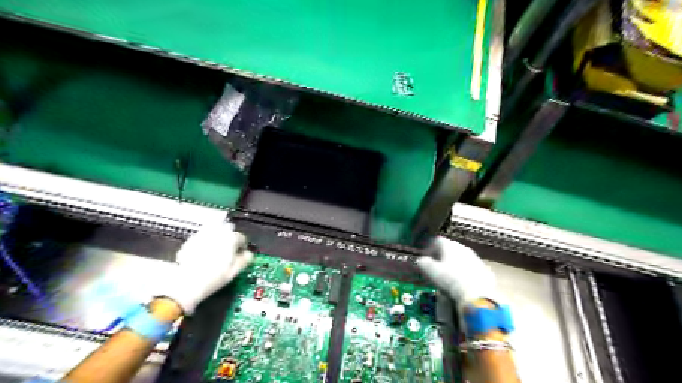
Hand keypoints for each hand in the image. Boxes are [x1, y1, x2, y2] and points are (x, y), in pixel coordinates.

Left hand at [162, 222, 251, 313]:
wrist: (186, 284)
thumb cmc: (213, 279)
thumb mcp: (234, 272)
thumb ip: (245, 260)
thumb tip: (249, 255)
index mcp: (230, 240)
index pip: (241, 237)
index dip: (242, 246)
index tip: (240, 253)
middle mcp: (217, 234)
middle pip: (228, 230)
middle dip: (230, 238)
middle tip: (229, 250)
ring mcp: (203, 236)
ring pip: (214, 230)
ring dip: (218, 236)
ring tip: (217, 249)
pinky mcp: (191, 241)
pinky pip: (202, 236)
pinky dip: (206, 240)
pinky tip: (205, 251)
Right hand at [415, 236, 496, 311]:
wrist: (477, 294)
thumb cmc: (449, 279)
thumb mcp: (430, 271)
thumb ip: (422, 263)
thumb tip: (420, 261)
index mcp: (449, 245)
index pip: (436, 241)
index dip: (429, 248)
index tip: (424, 258)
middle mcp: (463, 248)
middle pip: (450, 248)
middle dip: (441, 257)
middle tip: (435, 267)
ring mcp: (476, 259)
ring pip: (461, 258)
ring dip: (453, 264)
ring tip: (448, 277)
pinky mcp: (485, 271)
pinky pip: (471, 269)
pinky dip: (464, 273)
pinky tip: (461, 284)